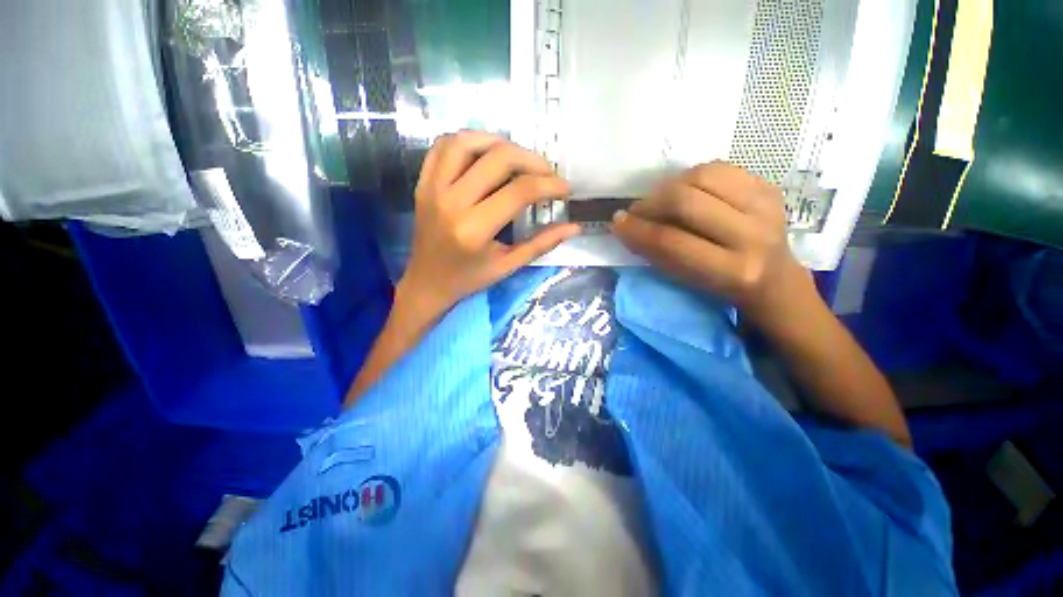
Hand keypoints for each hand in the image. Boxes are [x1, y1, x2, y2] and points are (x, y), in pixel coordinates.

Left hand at [398, 131, 579, 318]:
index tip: (564, 188)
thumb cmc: (469, 279)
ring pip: (467, 142)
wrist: (427, 282)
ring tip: (518, 158)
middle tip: (546, 172)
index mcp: (475, 229)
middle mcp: (452, 202)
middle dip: (531, 160)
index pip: (519, 192)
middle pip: (497, 159)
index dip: (549, 185)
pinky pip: (443, 146)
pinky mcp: (423, 182)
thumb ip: (541, 244)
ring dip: (499, 143)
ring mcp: (433, 188)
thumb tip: (573, 226)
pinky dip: (468, 141)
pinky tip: (486, 153)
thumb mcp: (508, 266)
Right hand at [611, 161, 818, 333]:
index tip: (618, 222)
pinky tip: (685, 190)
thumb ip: (656, 254)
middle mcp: (752, 235)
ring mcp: (765, 205)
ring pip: (703, 175)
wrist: (772, 278)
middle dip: (652, 203)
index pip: (672, 242)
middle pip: (687, 201)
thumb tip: (625, 225)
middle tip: (637, 210)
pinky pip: (720, 167)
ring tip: (660, 199)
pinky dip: (693, 176)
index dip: (638, 230)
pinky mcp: (768, 186)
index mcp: (731, 270)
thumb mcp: (686, 280)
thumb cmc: (719, 286)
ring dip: (671, 185)